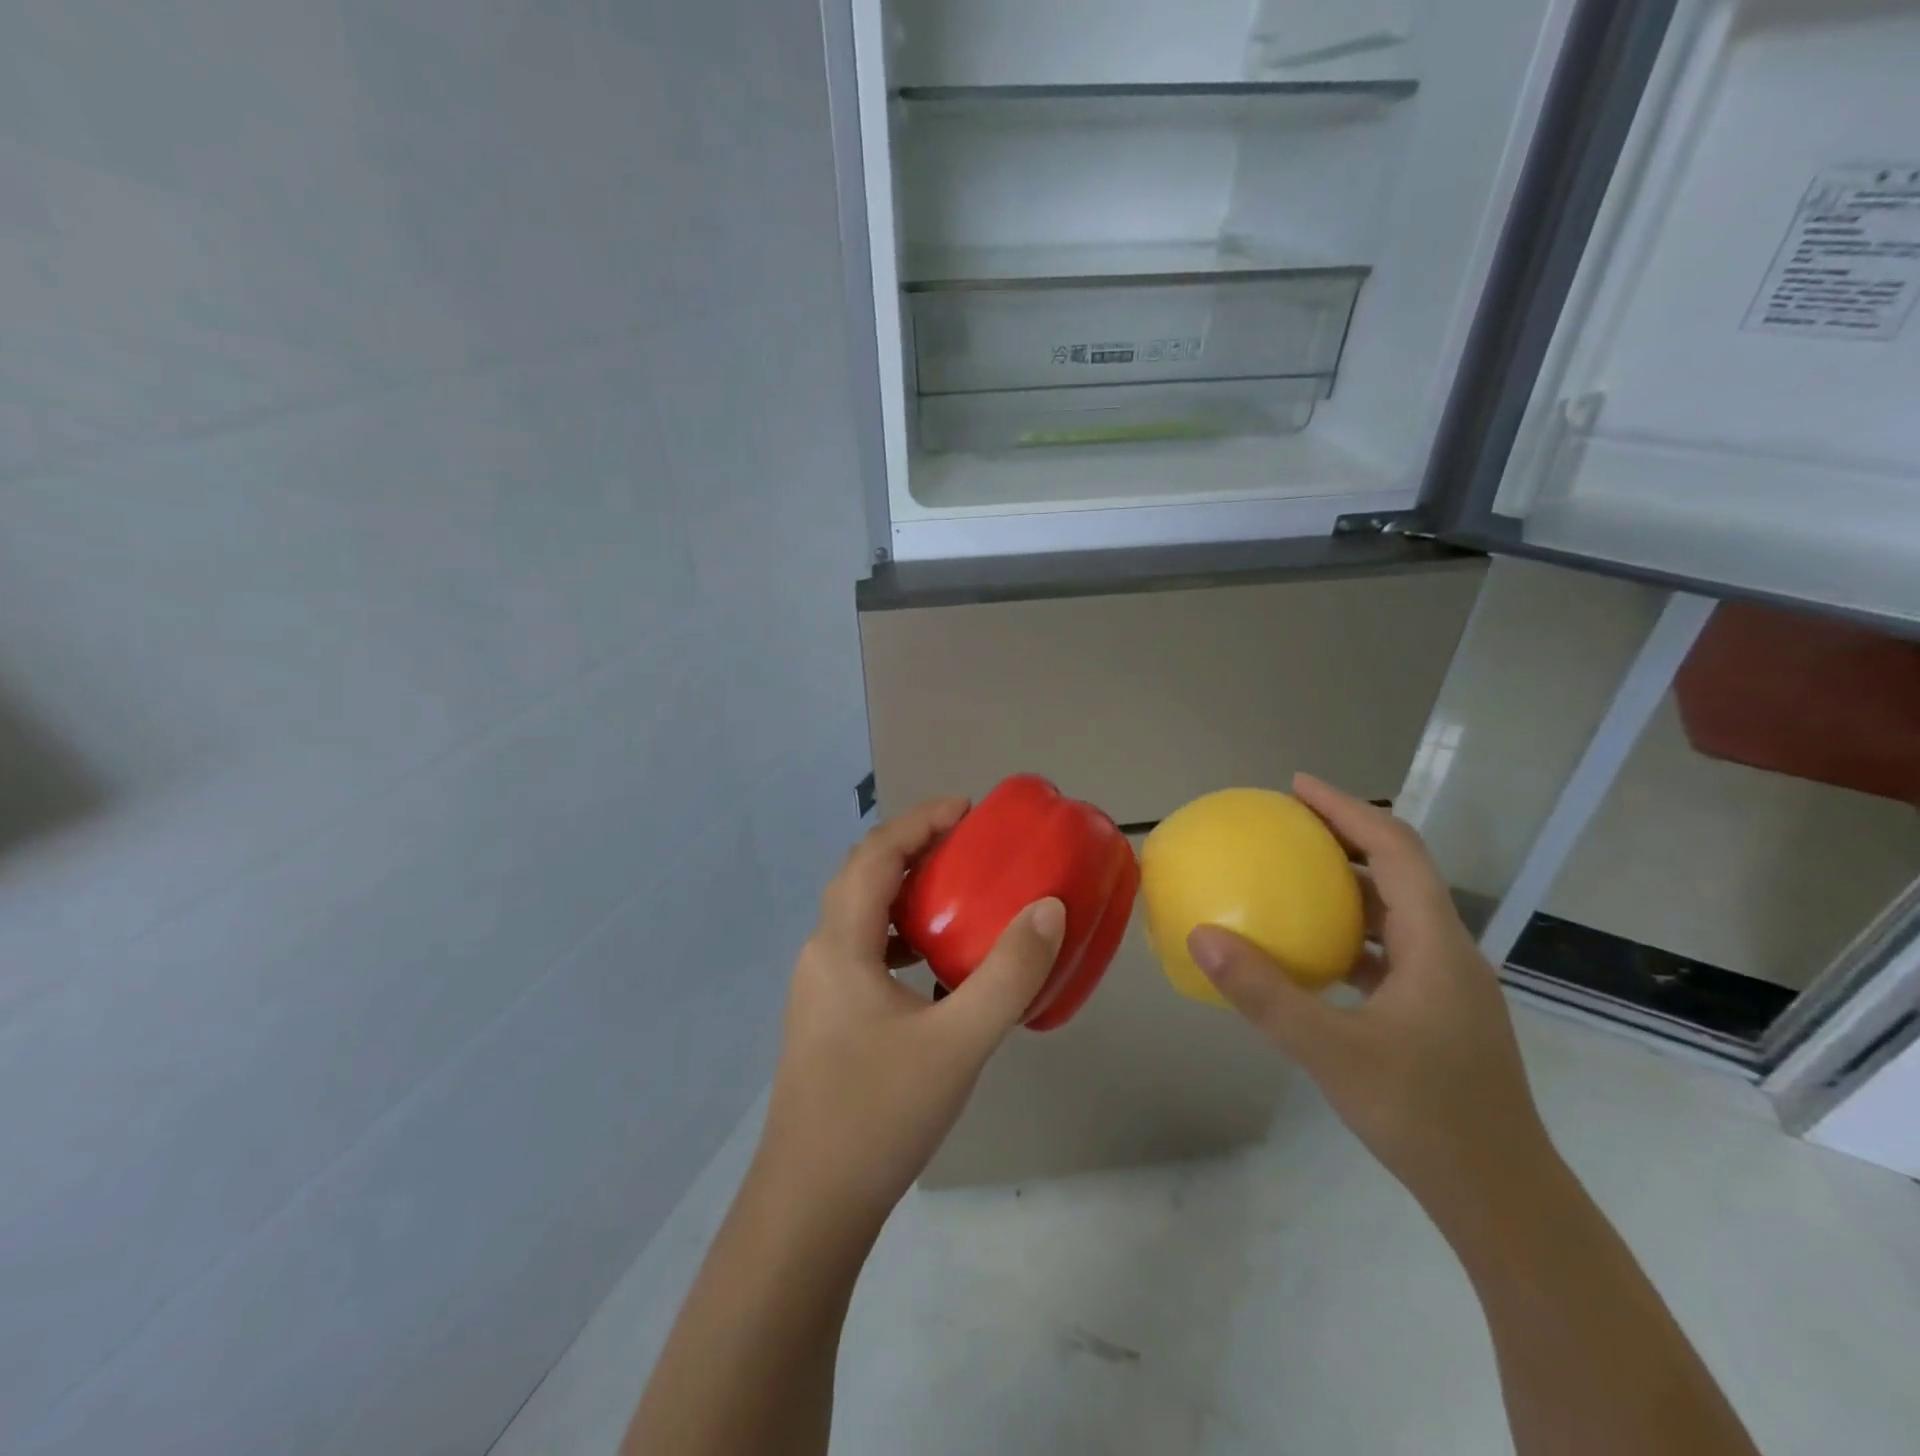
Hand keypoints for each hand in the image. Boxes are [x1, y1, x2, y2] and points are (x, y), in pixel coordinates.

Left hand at [756, 797, 1066, 1232]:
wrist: (809, 1208)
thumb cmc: (878, 1115)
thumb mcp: (956, 1043)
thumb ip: (1007, 975)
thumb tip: (1048, 910)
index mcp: (841, 944)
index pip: (875, 855)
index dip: (919, 822)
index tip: (966, 810)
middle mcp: (821, 954)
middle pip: (863, 877)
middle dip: (913, 849)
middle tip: (966, 845)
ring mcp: (819, 990)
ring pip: (861, 916)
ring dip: (905, 894)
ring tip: (957, 895)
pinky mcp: (827, 1020)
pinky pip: (865, 953)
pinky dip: (901, 937)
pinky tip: (936, 968)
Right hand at [1186, 774, 1556, 1225]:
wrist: (1504, 1201)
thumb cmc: (1425, 1117)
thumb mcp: (1332, 1053)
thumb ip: (1265, 994)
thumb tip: (1202, 937)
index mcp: (1435, 944)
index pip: (1395, 849)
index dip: (1348, 809)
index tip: (1297, 787)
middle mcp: (1447, 951)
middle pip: (1399, 870)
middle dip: (1345, 836)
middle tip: (1286, 824)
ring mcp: (1446, 985)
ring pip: (1395, 911)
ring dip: (1348, 884)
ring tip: (1292, 876)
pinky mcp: (1438, 1013)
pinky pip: (1388, 950)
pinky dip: (1349, 933)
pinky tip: (1310, 952)